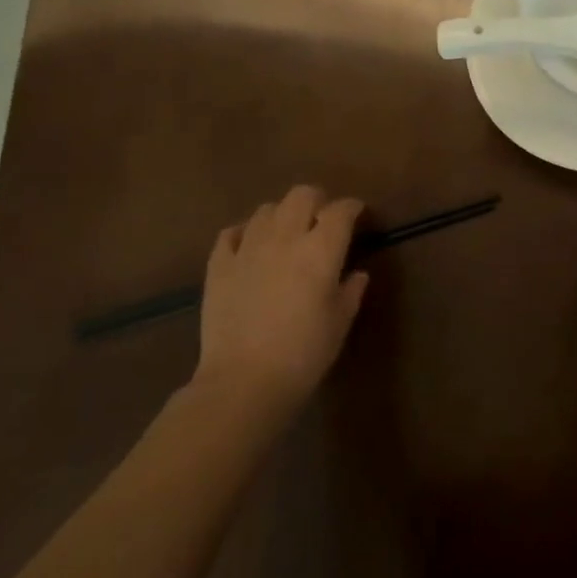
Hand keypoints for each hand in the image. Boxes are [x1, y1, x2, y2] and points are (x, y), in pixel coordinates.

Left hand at [189, 185, 367, 416]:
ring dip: (282, 215)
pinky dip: (245, 233)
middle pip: (302, 195)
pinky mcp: (219, 266)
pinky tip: (251, 248)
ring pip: (267, 210)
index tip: (357, 215)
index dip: (352, 207)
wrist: (243, 382)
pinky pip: (231, 233)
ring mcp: (248, 248)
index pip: (340, 211)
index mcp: (320, 250)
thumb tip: (356, 274)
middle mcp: (285, 238)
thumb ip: (350, 291)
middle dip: (317, 200)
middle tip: (323, 219)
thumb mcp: (339, 323)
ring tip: (287, 234)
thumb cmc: (303, 354)